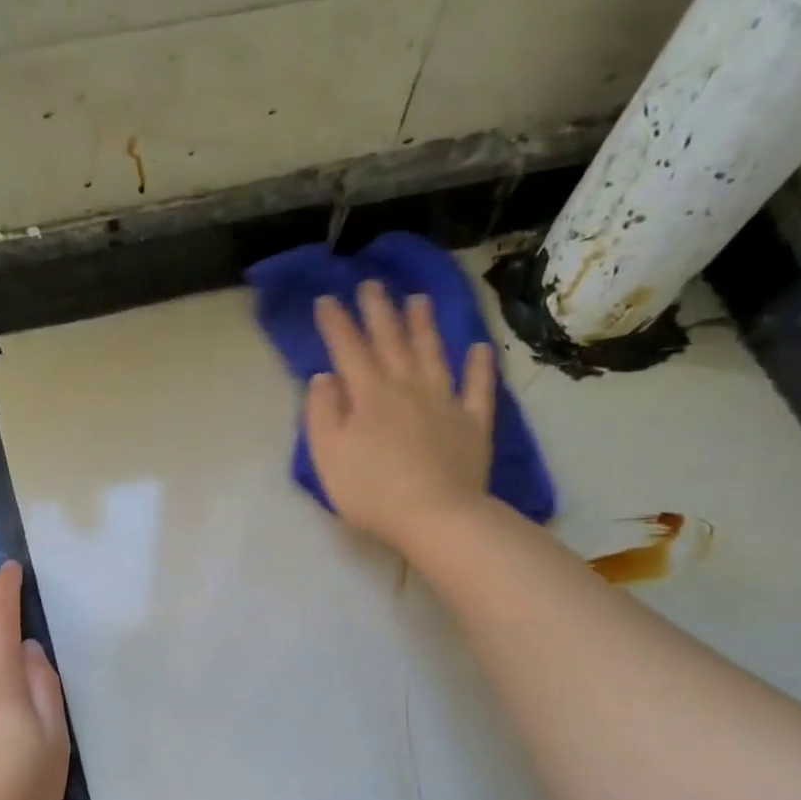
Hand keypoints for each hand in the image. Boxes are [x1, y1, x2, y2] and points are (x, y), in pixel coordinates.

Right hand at [304, 281, 496, 554]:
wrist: (435, 516)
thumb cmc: (371, 491)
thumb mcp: (327, 455)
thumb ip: (321, 413)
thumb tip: (324, 377)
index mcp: (368, 394)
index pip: (348, 349)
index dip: (336, 323)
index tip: (327, 299)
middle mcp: (407, 386)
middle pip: (391, 341)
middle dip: (379, 311)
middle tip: (372, 284)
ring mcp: (445, 401)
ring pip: (433, 353)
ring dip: (424, 325)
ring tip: (418, 299)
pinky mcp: (473, 422)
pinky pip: (478, 387)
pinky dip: (479, 365)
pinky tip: (479, 348)